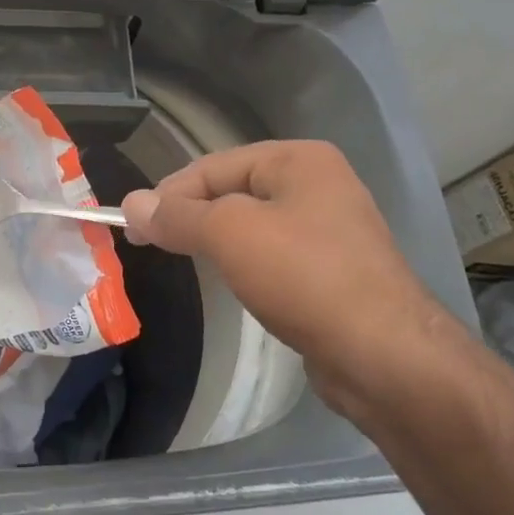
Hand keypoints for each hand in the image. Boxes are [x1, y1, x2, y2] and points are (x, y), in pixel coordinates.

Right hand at [119, 141, 461, 418]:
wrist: (383, 354)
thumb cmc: (303, 276)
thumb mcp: (229, 234)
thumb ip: (177, 215)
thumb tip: (131, 204)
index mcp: (298, 160)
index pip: (212, 166)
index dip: (168, 194)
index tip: (132, 227)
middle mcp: (318, 185)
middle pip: (231, 191)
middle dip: (190, 215)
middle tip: (150, 244)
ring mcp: (329, 229)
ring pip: (251, 224)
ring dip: (214, 239)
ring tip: (183, 260)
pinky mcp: (331, 270)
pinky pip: (272, 254)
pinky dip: (243, 262)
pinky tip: (229, 280)